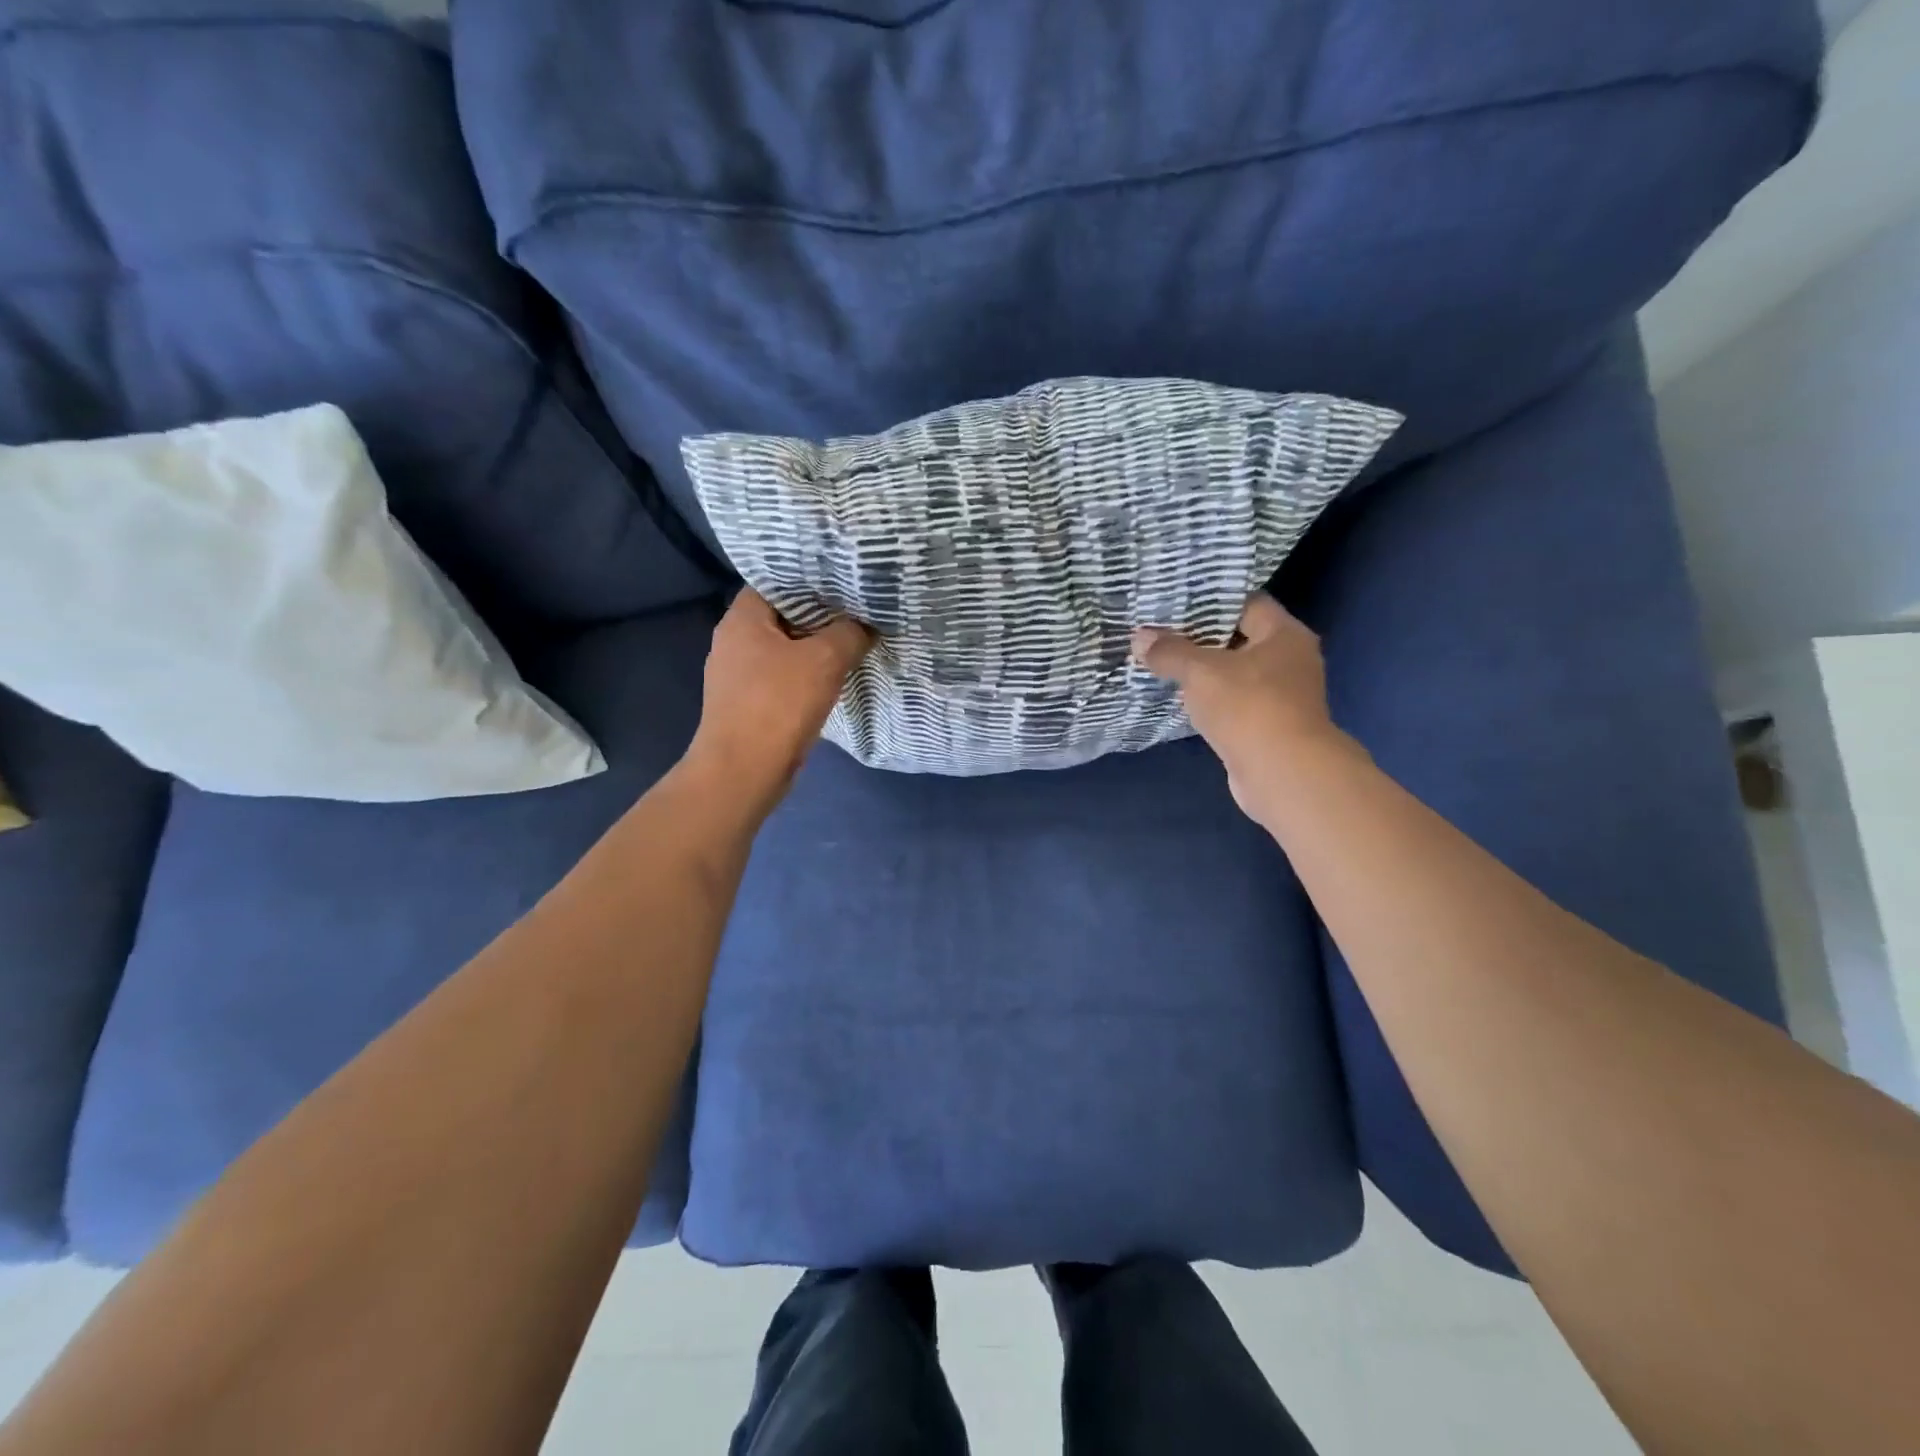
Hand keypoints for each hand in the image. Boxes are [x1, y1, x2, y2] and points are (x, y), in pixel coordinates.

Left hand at [685, 590, 872, 816]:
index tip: (843, 583)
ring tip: (851, 642)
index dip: (810, 579)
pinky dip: (804, 674)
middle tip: (856, 612)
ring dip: (814, 648)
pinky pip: (781, 677)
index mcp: (742, 619)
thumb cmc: (778, 705)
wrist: (743, 771)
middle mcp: (733, 641)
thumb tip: (867, 624)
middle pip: (781, 616)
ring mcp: (737, 675)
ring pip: (783, 649)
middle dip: (819, 616)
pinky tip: (831, 679)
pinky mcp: (747, 703)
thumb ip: (850, 634)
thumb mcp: (824, 661)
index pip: (776, 581)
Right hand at [1132, 593, 1356, 818]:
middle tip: (1160, 632)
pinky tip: (1180, 699)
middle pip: (1238, 638)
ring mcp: (1282, 696)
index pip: (1246, 603)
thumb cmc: (1248, 707)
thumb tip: (1139, 637)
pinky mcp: (1268, 726)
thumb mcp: (1200, 672)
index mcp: (1284, 634)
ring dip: (1202, 672)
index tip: (1174, 602)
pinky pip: (1233, 703)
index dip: (1210, 600)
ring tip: (1162, 663)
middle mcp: (1289, 660)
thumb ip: (1169, 652)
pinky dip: (1209, 700)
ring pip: (1234, 674)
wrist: (1282, 773)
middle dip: (1199, 638)